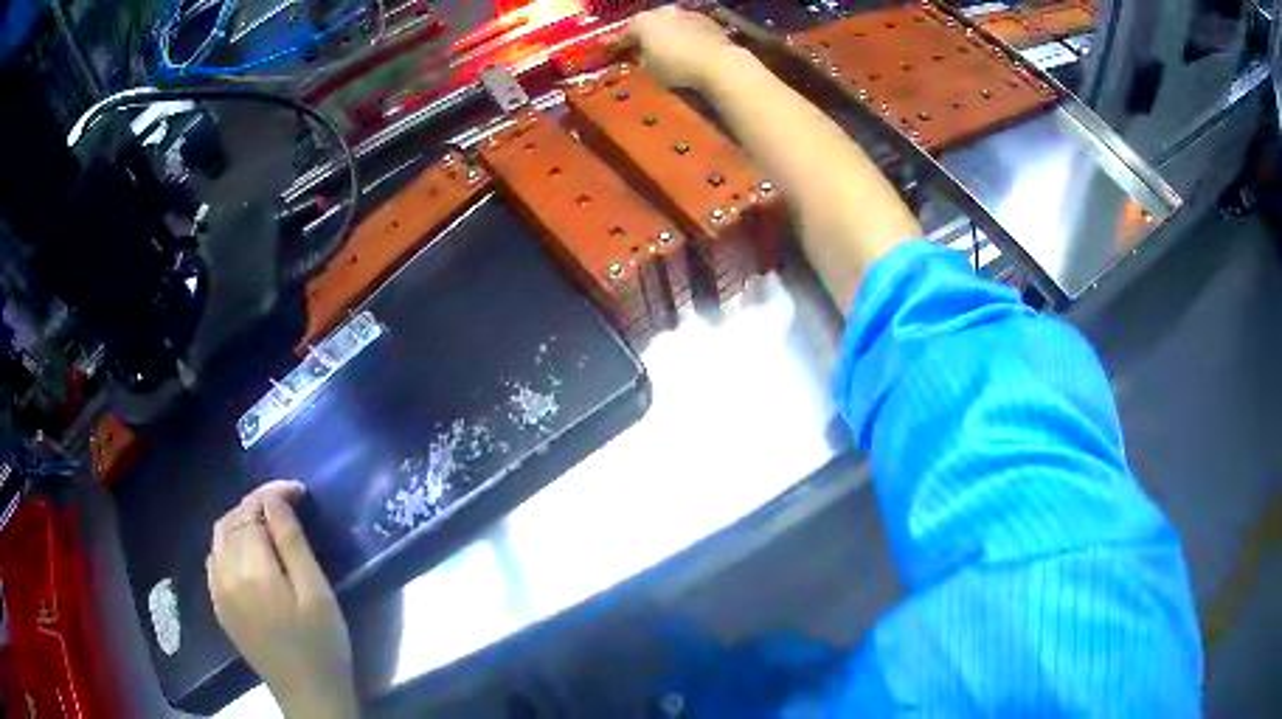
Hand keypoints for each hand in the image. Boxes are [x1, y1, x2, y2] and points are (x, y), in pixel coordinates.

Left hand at [208, 480, 357, 718]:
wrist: (308, 695)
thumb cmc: (322, 646)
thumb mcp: (317, 594)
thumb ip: (292, 543)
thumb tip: (274, 500)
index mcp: (252, 571)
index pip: (252, 512)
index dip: (272, 494)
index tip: (298, 490)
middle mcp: (225, 575)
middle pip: (231, 520)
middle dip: (255, 504)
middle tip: (285, 504)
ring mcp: (217, 591)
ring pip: (219, 538)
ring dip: (240, 521)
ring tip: (267, 524)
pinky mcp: (219, 606)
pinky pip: (214, 560)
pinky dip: (228, 544)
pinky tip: (247, 553)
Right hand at [624, 6, 739, 90]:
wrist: (717, 61)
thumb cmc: (675, 66)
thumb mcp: (648, 69)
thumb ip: (639, 59)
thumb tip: (641, 55)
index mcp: (641, 22)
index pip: (622, 35)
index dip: (614, 44)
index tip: (606, 49)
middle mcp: (661, 12)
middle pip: (646, 24)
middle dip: (642, 35)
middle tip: (638, 47)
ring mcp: (685, 13)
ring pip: (668, 23)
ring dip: (664, 33)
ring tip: (664, 46)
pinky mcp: (705, 19)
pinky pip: (687, 28)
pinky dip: (683, 35)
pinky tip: (686, 46)